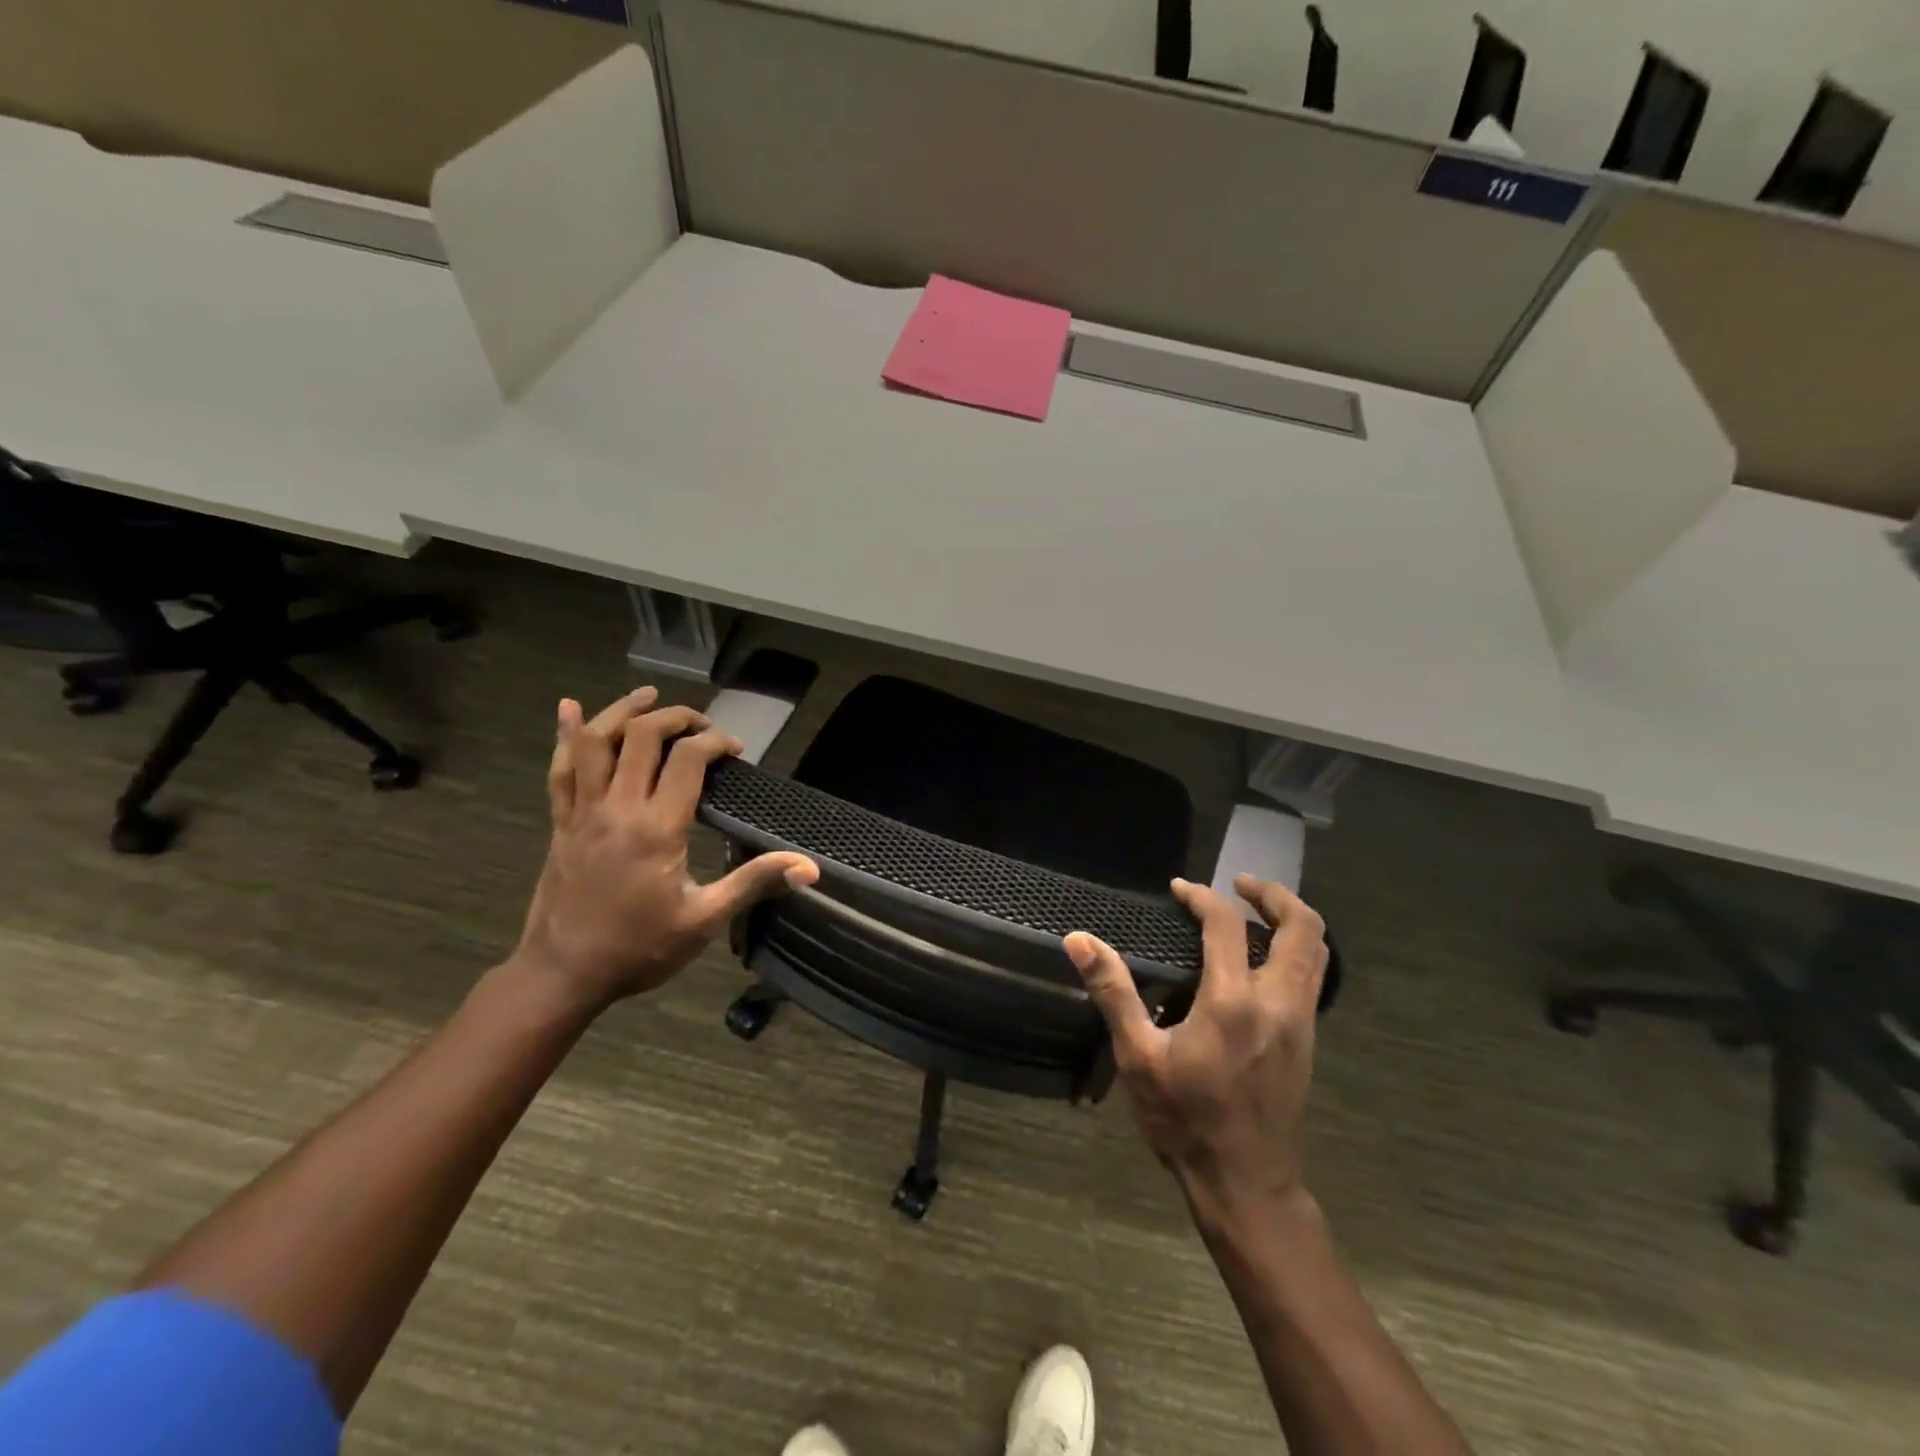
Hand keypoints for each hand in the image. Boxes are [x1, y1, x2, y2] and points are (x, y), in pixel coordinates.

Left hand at [514, 687, 817, 1013]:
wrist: (563, 974)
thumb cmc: (639, 948)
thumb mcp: (704, 920)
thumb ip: (754, 884)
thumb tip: (809, 868)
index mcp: (657, 828)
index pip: (689, 759)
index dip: (716, 742)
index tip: (735, 750)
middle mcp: (618, 808)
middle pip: (643, 736)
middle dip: (677, 717)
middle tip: (702, 724)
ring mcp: (583, 812)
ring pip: (595, 741)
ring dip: (623, 711)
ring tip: (649, 696)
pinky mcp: (561, 822)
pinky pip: (559, 768)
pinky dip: (565, 734)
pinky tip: (567, 709)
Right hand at [1064, 875, 1328, 1215]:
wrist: (1246, 1185)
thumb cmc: (1185, 1119)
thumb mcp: (1138, 1056)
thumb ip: (1113, 991)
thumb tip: (1079, 940)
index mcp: (1234, 1001)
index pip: (1226, 924)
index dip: (1201, 896)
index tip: (1178, 889)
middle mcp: (1278, 1002)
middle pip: (1302, 928)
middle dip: (1274, 895)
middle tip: (1240, 883)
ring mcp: (1301, 1023)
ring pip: (1317, 952)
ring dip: (1290, 921)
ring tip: (1253, 912)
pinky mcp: (1307, 1041)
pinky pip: (1312, 977)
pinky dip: (1293, 950)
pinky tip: (1260, 961)